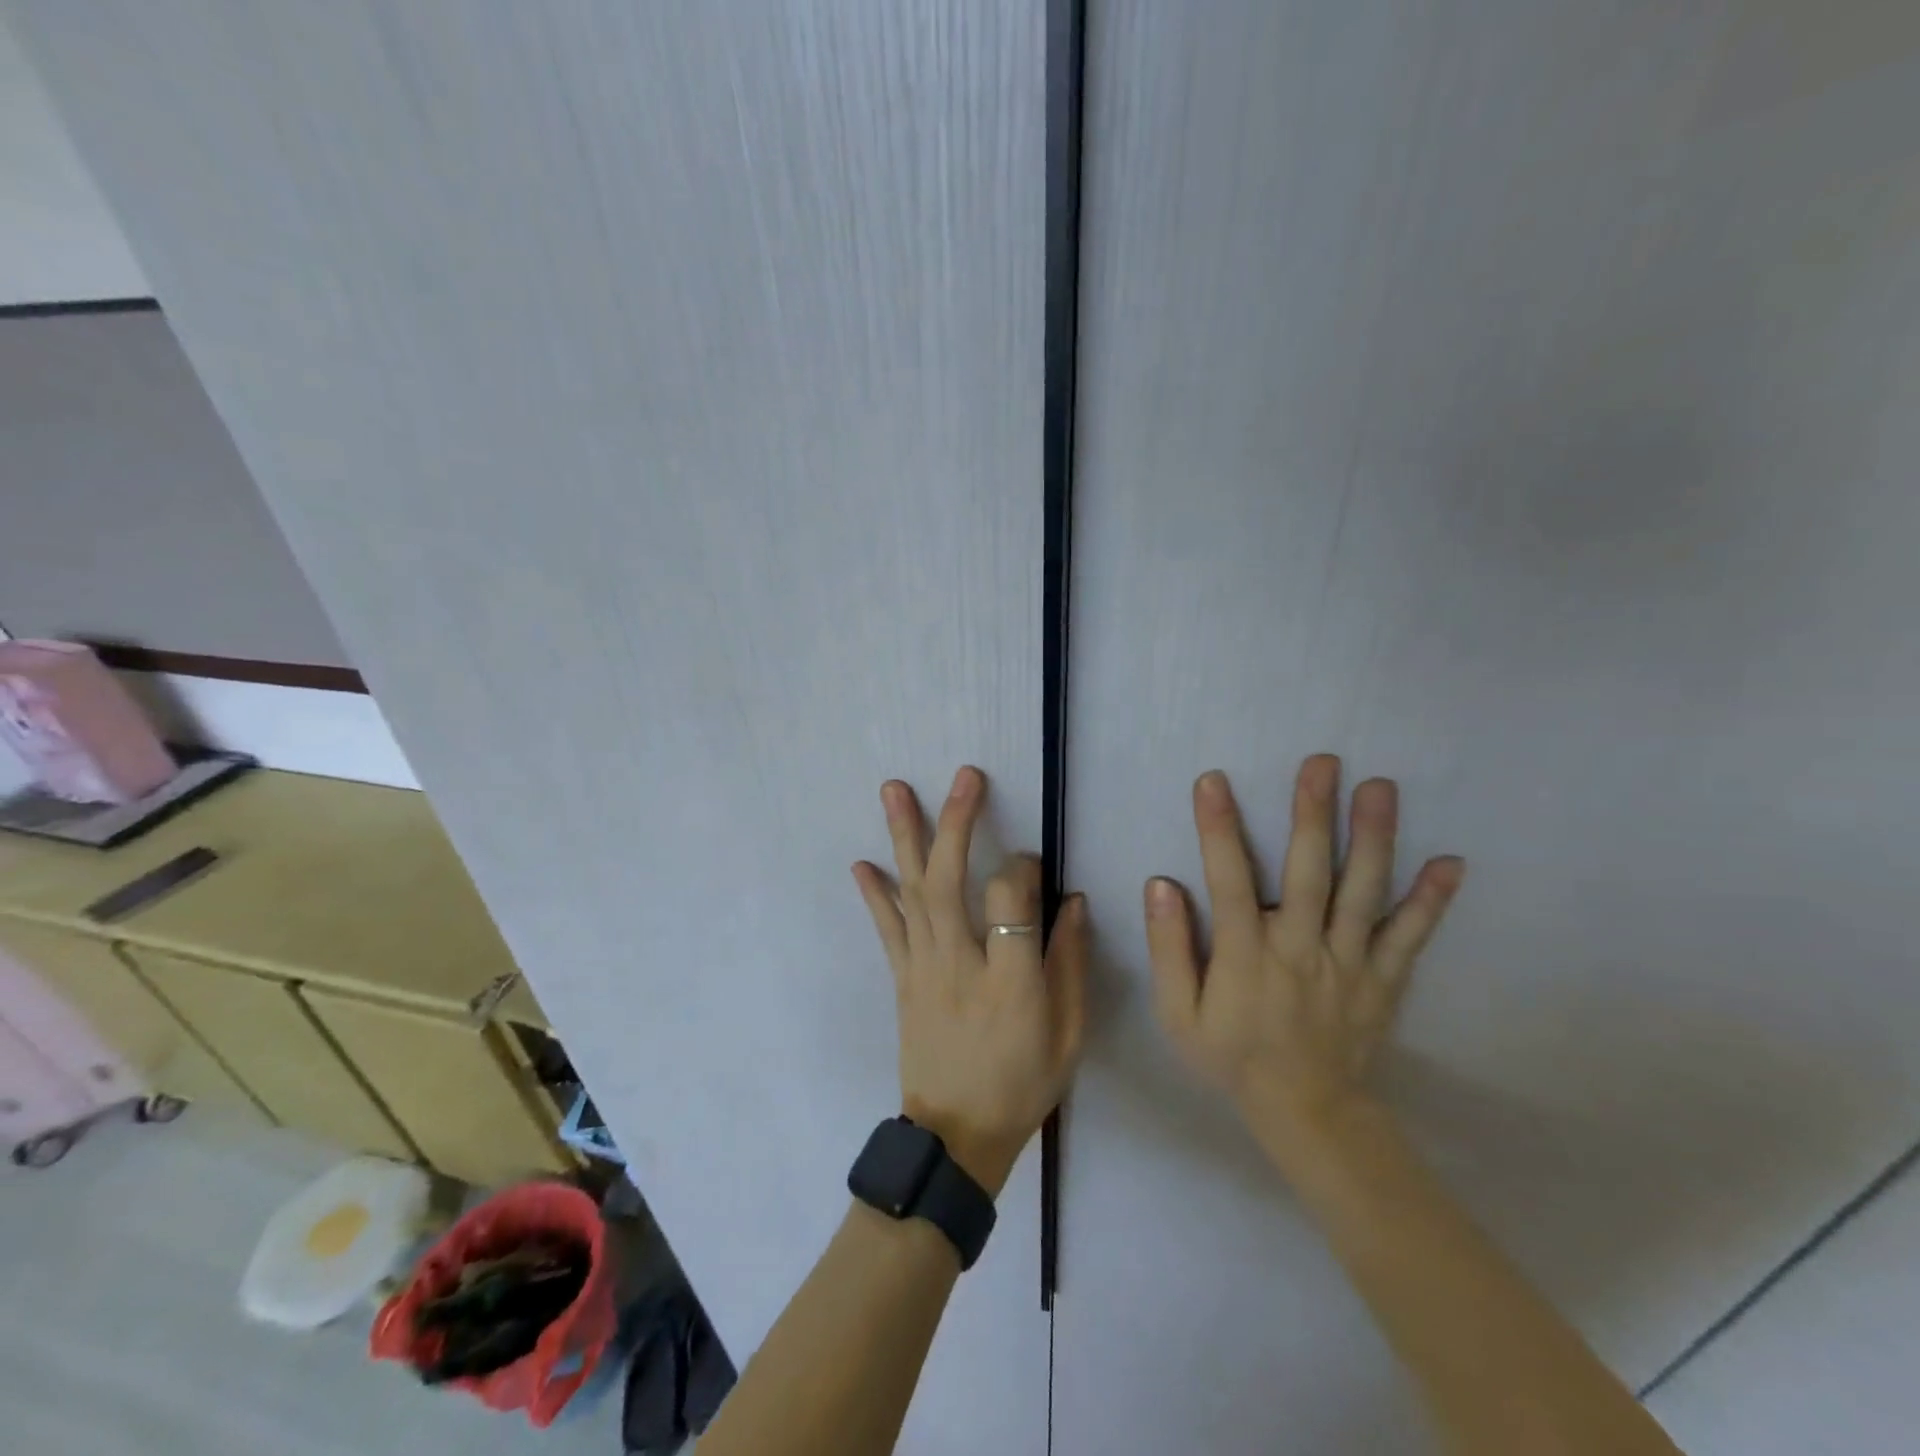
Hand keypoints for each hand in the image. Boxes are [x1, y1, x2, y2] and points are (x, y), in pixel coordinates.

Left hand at [853, 766, 1087, 1196]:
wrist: (956, 1137)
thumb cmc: (1023, 1085)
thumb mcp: (1070, 1036)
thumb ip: (1072, 965)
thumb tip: (1074, 902)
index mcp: (1010, 981)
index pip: (1011, 899)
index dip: (1023, 867)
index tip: (1033, 860)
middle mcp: (959, 964)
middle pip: (951, 881)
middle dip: (957, 822)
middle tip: (965, 776)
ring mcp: (923, 968)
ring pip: (913, 892)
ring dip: (904, 836)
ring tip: (894, 789)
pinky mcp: (902, 979)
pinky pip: (886, 929)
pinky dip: (875, 893)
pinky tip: (862, 861)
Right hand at [1146, 755, 1463, 1168]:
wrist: (1306, 1113)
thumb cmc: (1233, 1056)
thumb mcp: (1178, 1015)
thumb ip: (1169, 949)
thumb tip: (1161, 884)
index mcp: (1246, 955)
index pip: (1228, 881)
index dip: (1219, 829)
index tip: (1213, 781)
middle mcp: (1300, 948)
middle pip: (1308, 873)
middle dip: (1313, 814)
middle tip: (1323, 761)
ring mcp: (1349, 963)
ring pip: (1362, 893)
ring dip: (1372, 838)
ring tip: (1380, 787)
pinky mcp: (1383, 979)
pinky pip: (1410, 937)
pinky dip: (1431, 902)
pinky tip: (1451, 863)